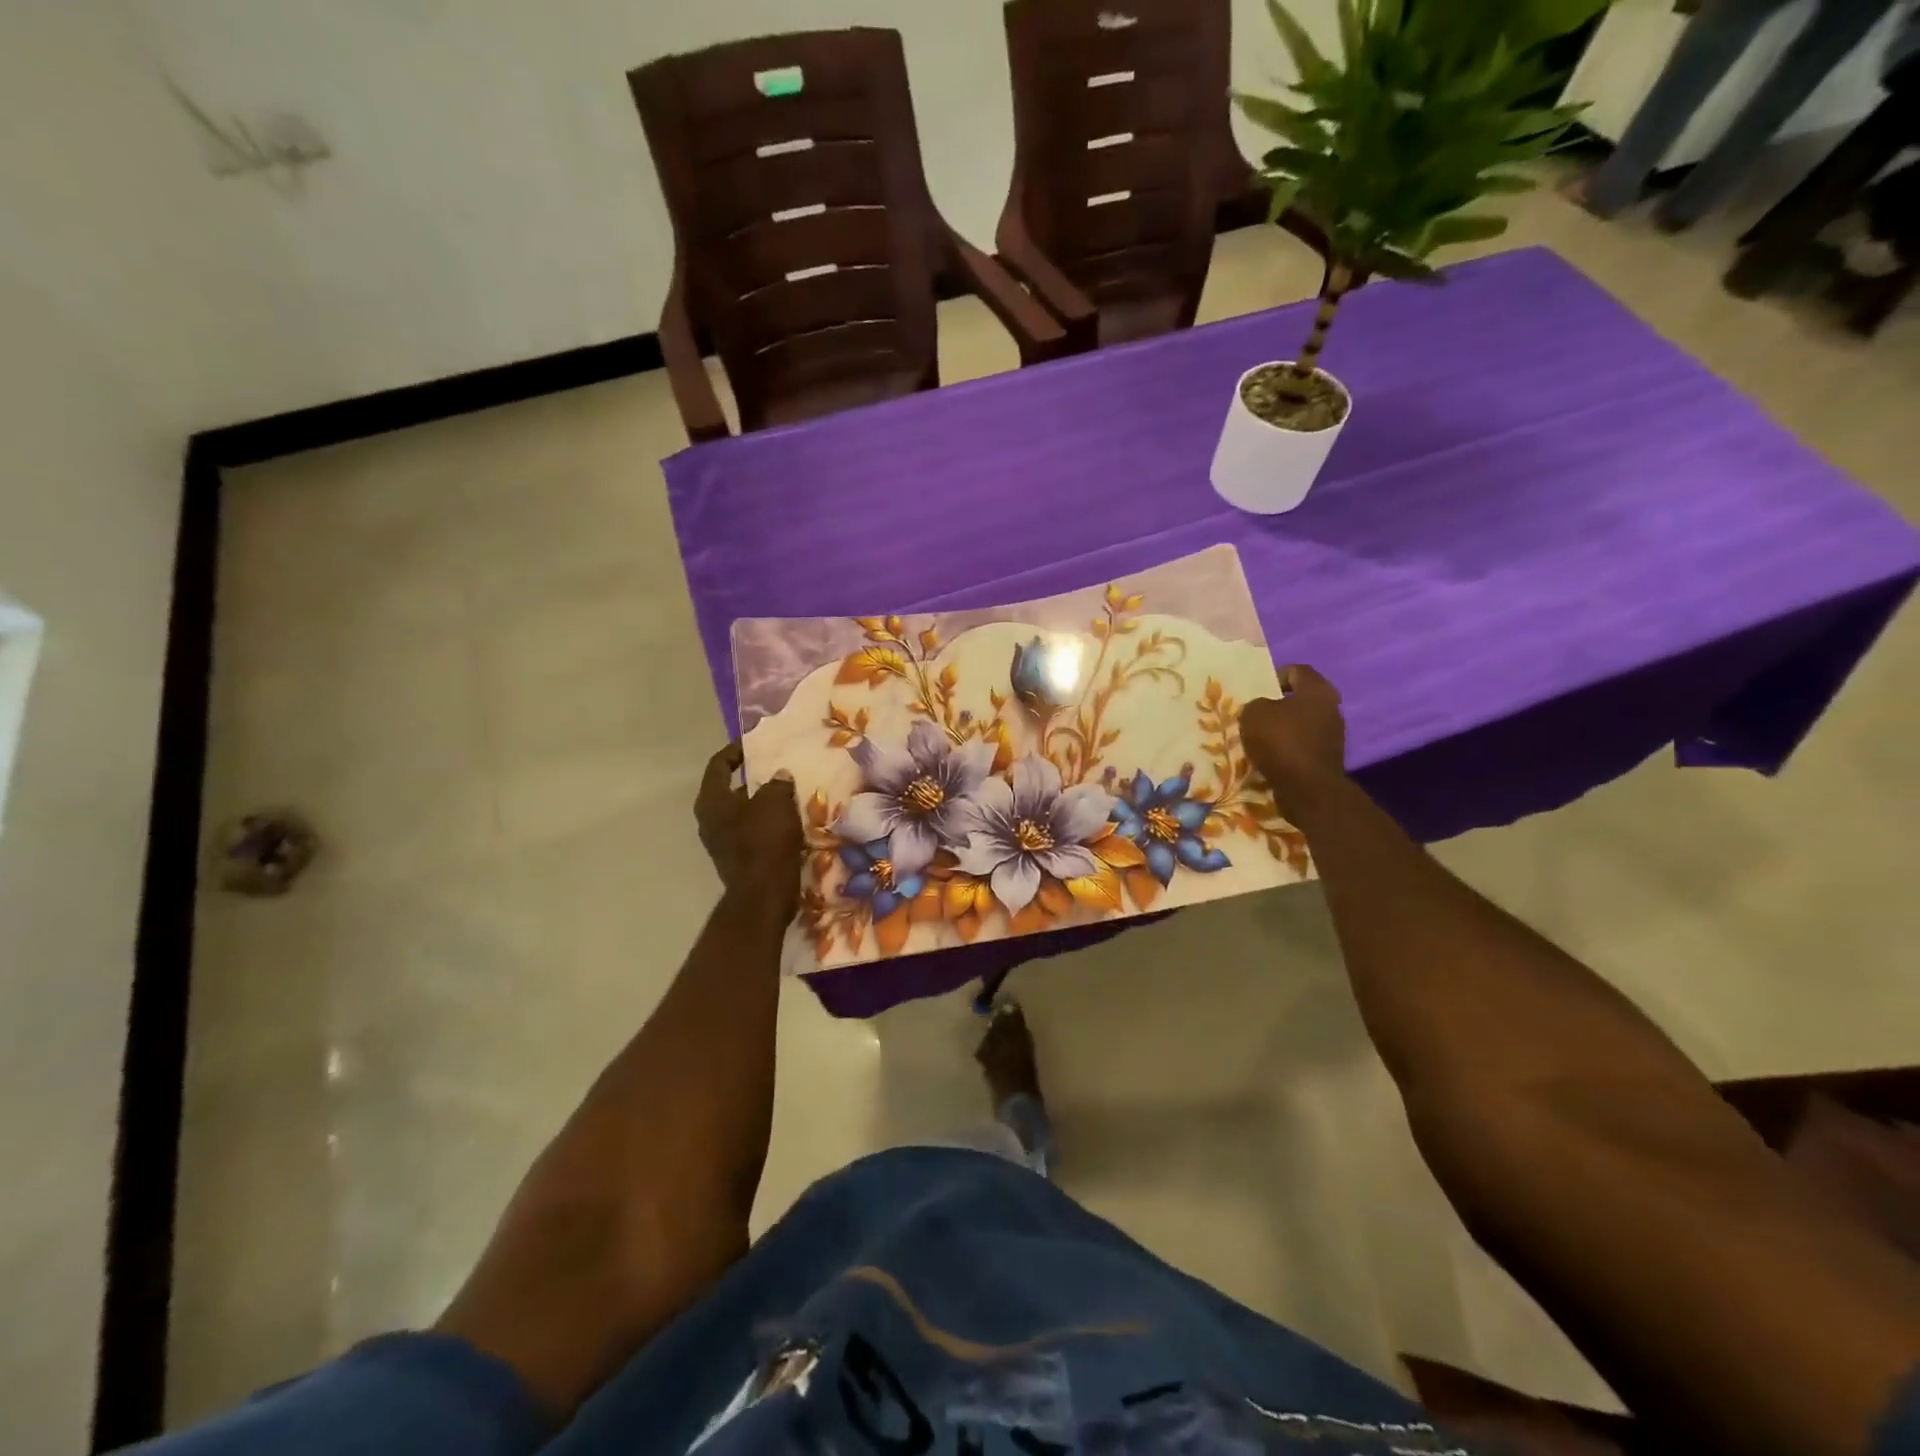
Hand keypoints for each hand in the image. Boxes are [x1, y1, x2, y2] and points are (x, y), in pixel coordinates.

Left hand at [695, 745, 802, 914]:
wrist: (764, 894)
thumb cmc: (765, 841)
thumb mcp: (776, 802)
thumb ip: (777, 783)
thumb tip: (779, 776)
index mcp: (711, 801)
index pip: (718, 765)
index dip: (735, 752)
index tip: (754, 745)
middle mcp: (710, 820)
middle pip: (730, 790)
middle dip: (754, 779)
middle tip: (777, 769)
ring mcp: (722, 842)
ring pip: (743, 813)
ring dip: (763, 803)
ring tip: (788, 793)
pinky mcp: (738, 859)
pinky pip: (752, 832)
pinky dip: (768, 823)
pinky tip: (789, 820)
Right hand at [1239, 665, 1347, 823]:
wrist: (1307, 788)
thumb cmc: (1281, 742)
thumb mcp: (1254, 714)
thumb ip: (1255, 704)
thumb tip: (1260, 709)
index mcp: (1317, 690)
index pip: (1296, 670)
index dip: (1274, 676)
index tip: (1255, 691)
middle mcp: (1331, 708)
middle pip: (1300, 699)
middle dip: (1276, 705)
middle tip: (1254, 714)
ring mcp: (1332, 734)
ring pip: (1300, 723)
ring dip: (1280, 729)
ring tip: (1258, 738)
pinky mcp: (1327, 757)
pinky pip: (1302, 745)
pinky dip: (1286, 748)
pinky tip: (1269, 757)